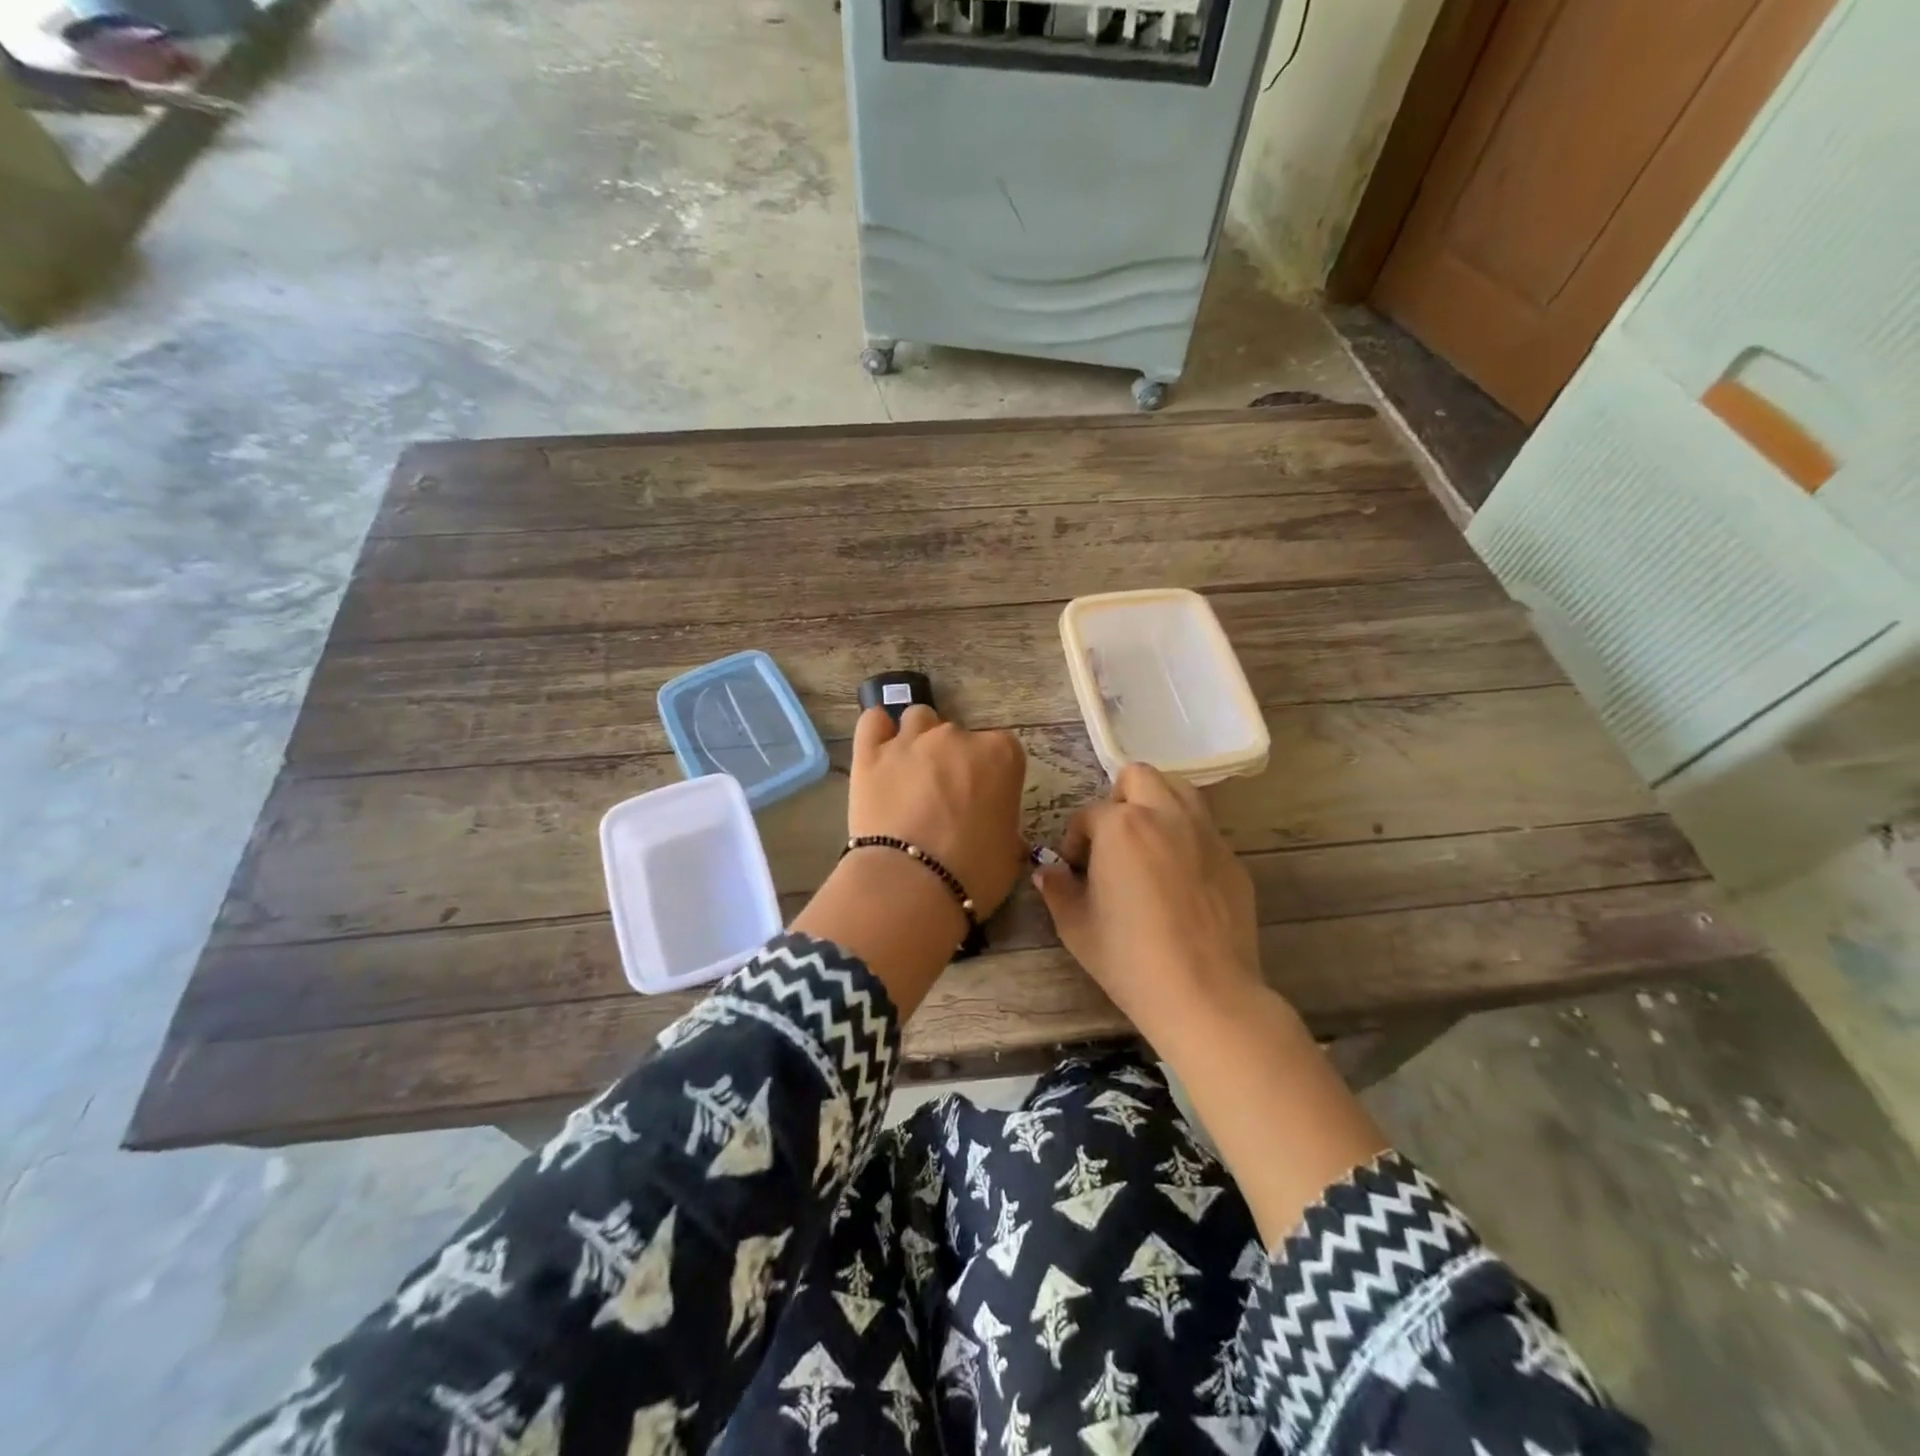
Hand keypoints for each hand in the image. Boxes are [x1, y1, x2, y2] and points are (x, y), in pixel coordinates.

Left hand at [792, 706, 1026, 1018]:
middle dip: (954, 760)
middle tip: (945, 797)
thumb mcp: (1009, 850)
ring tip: (912, 774)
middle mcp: (956, 737)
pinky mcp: (870, 753)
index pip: (1002, 749)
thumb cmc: (974, 873)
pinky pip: (873, 721)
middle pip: (958, 735)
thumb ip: (1003, 823)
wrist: (911, 885)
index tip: (984, 799)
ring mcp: (911, 741)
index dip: (992, 774)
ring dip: (919, 739)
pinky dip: (878, 730)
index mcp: (1000, 756)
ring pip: (918, 719)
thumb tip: (992, 825)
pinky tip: (880, 749)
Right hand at [1033, 762, 1262, 1052]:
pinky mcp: (1232, 859)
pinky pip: (1205, 830)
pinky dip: (1187, 838)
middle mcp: (1165, 816)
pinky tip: (1180, 881)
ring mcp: (1206, 834)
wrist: (1205, 993)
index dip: (1076, 841)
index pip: (1089, 814)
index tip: (1076, 871)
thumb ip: (1057, 890)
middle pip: (1139, 777)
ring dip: (1157, 806)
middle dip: (1119, 799)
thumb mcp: (1077, 927)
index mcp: (1121, 826)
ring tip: (1148, 846)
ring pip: (1179, 791)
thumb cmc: (1130, 959)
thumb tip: (1047, 872)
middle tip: (1113, 840)